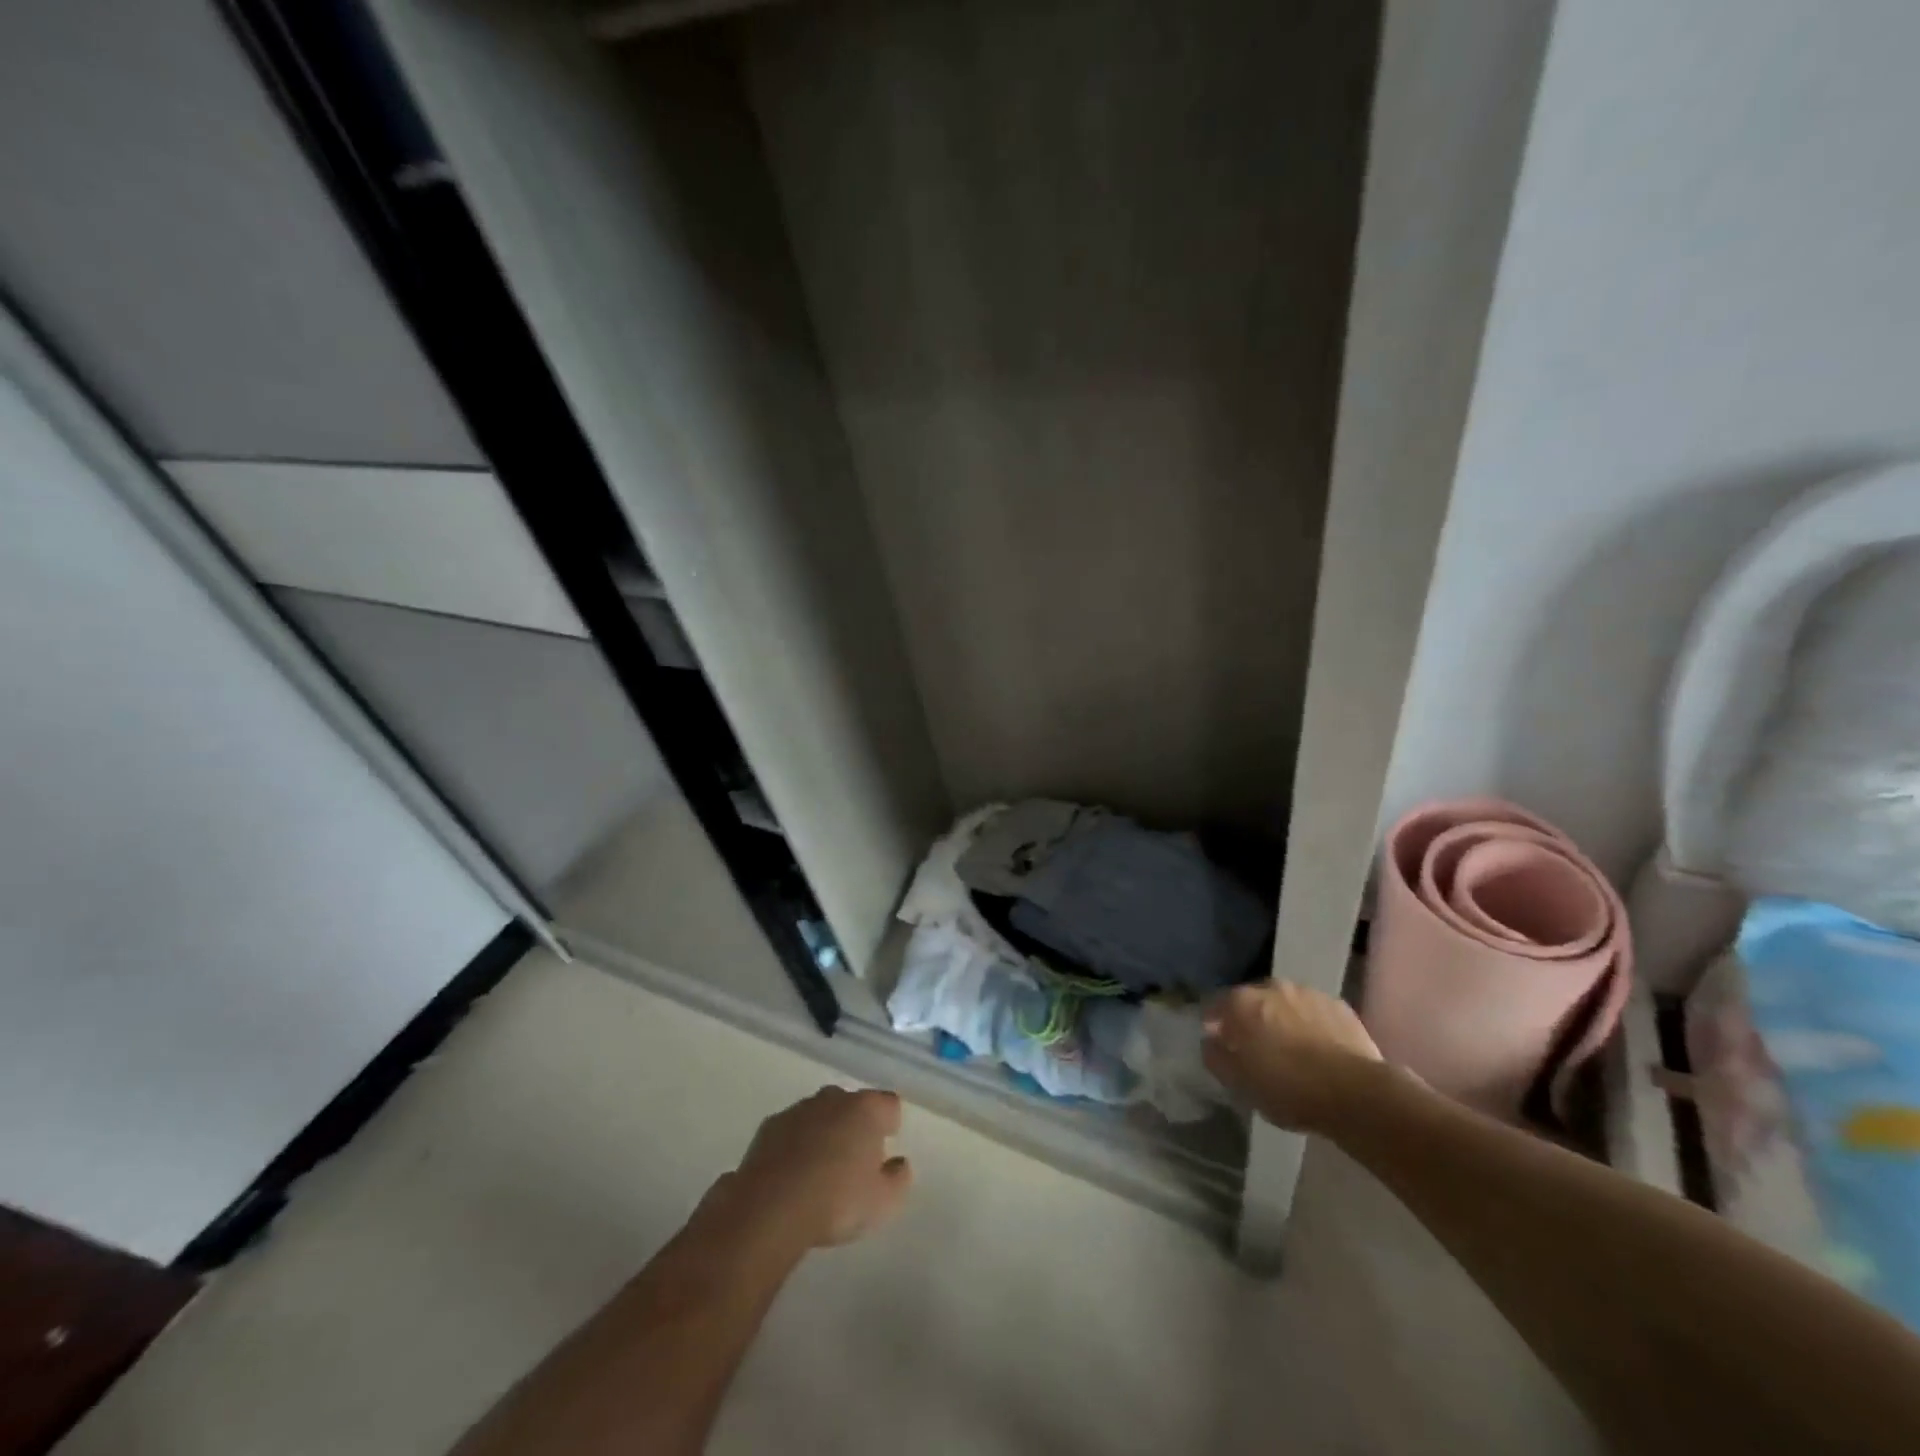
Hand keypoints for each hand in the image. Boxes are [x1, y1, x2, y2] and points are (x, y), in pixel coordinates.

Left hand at [726, 1087, 912, 1249]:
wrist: (770, 1208)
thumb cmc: (836, 1202)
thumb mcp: (883, 1203)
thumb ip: (899, 1179)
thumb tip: (898, 1163)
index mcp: (866, 1110)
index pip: (889, 1104)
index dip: (890, 1125)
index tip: (885, 1149)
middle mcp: (833, 1099)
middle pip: (852, 1104)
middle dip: (855, 1126)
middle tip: (853, 1163)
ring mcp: (798, 1109)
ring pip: (820, 1114)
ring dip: (824, 1133)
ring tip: (820, 1172)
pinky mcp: (769, 1126)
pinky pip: (792, 1130)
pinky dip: (795, 1145)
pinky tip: (792, 1176)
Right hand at [1202, 980, 1386, 1134]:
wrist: (1355, 1093)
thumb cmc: (1287, 1088)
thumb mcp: (1239, 1083)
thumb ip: (1216, 1057)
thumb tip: (1210, 1042)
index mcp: (1241, 1002)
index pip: (1215, 1005)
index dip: (1215, 1024)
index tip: (1219, 1044)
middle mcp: (1272, 987)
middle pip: (1252, 1000)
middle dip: (1251, 1018)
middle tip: (1256, 1048)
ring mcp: (1308, 993)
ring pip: (1285, 1003)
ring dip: (1282, 1019)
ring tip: (1291, 1049)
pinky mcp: (1339, 1006)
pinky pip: (1314, 1012)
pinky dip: (1311, 1024)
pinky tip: (1319, 1049)